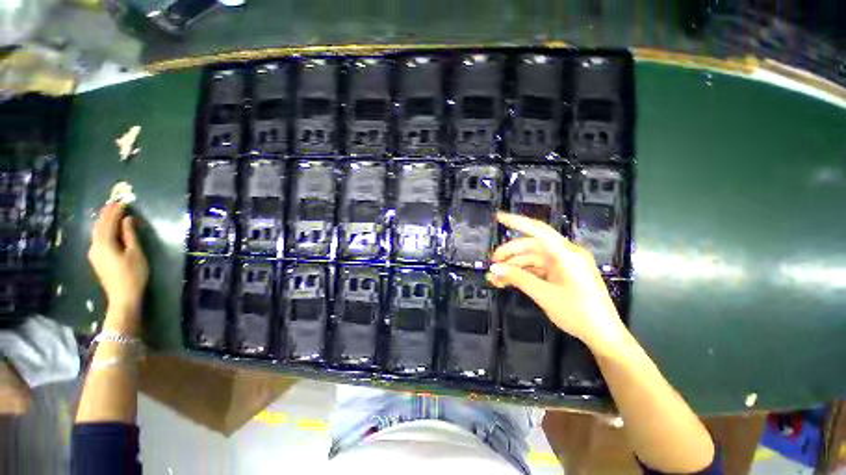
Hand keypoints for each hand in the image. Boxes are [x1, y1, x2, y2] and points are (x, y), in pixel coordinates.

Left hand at [88, 203, 148, 320]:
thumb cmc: (133, 274)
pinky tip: (108, 229)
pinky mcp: (97, 259)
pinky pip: (98, 239)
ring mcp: (94, 254)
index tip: (123, 201)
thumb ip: (130, 235)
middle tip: (115, 204)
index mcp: (104, 243)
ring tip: (111, 213)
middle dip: (107, 214)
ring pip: (97, 232)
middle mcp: (95, 246)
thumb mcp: (135, 253)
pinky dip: (103, 230)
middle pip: (99, 226)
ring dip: (104, 221)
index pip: (108, 222)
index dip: (115, 211)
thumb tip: (127, 219)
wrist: (123, 297)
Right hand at [487, 212, 625, 354]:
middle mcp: (565, 254)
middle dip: (509, 254)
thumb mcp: (544, 295)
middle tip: (492, 264)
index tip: (498, 217)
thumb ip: (518, 278)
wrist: (604, 336)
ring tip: (494, 278)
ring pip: (531, 259)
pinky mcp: (561, 275)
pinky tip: (507, 282)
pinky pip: (537, 270)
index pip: (538, 230)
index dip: (517, 222)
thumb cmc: (578, 313)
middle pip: (531, 247)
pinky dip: (522, 274)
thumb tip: (494, 269)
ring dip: (513, 267)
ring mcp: (563, 265)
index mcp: (566, 253)